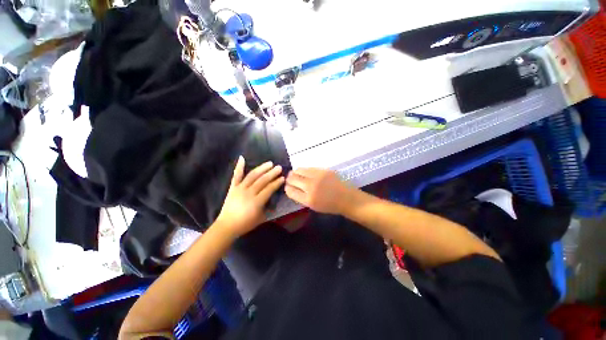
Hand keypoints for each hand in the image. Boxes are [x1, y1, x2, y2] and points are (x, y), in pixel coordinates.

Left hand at [216, 157, 284, 238]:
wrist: (227, 226)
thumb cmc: (245, 224)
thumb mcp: (261, 218)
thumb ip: (268, 208)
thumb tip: (274, 199)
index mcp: (256, 202)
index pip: (269, 189)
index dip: (277, 183)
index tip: (283, 178)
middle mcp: (248, 193)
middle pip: (262, 180)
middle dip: (272, 173)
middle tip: (279, 167)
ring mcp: (240, 189)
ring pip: (252, 176)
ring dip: (262, 168)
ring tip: (269, 163)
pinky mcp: (233, 187)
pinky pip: (236, 176)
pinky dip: (239, 166)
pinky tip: (242, 158)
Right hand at [285, 168, 353, 214]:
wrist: (347, 198)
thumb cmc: (330, 205)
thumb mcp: (313, 206)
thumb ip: (302, 197)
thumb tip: (292, 188)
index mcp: (308, 199)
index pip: (290, 191)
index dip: (287, 188)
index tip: (287, 186)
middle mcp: (311, 187)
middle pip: (292, 179)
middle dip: (289, 179)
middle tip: (289, 179)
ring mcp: (317, 177)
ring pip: (299, 170)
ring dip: (295, 172)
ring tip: (295, 174)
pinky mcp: (323, 170)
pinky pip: (308, 168)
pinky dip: (304, 170)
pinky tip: (305, 172)